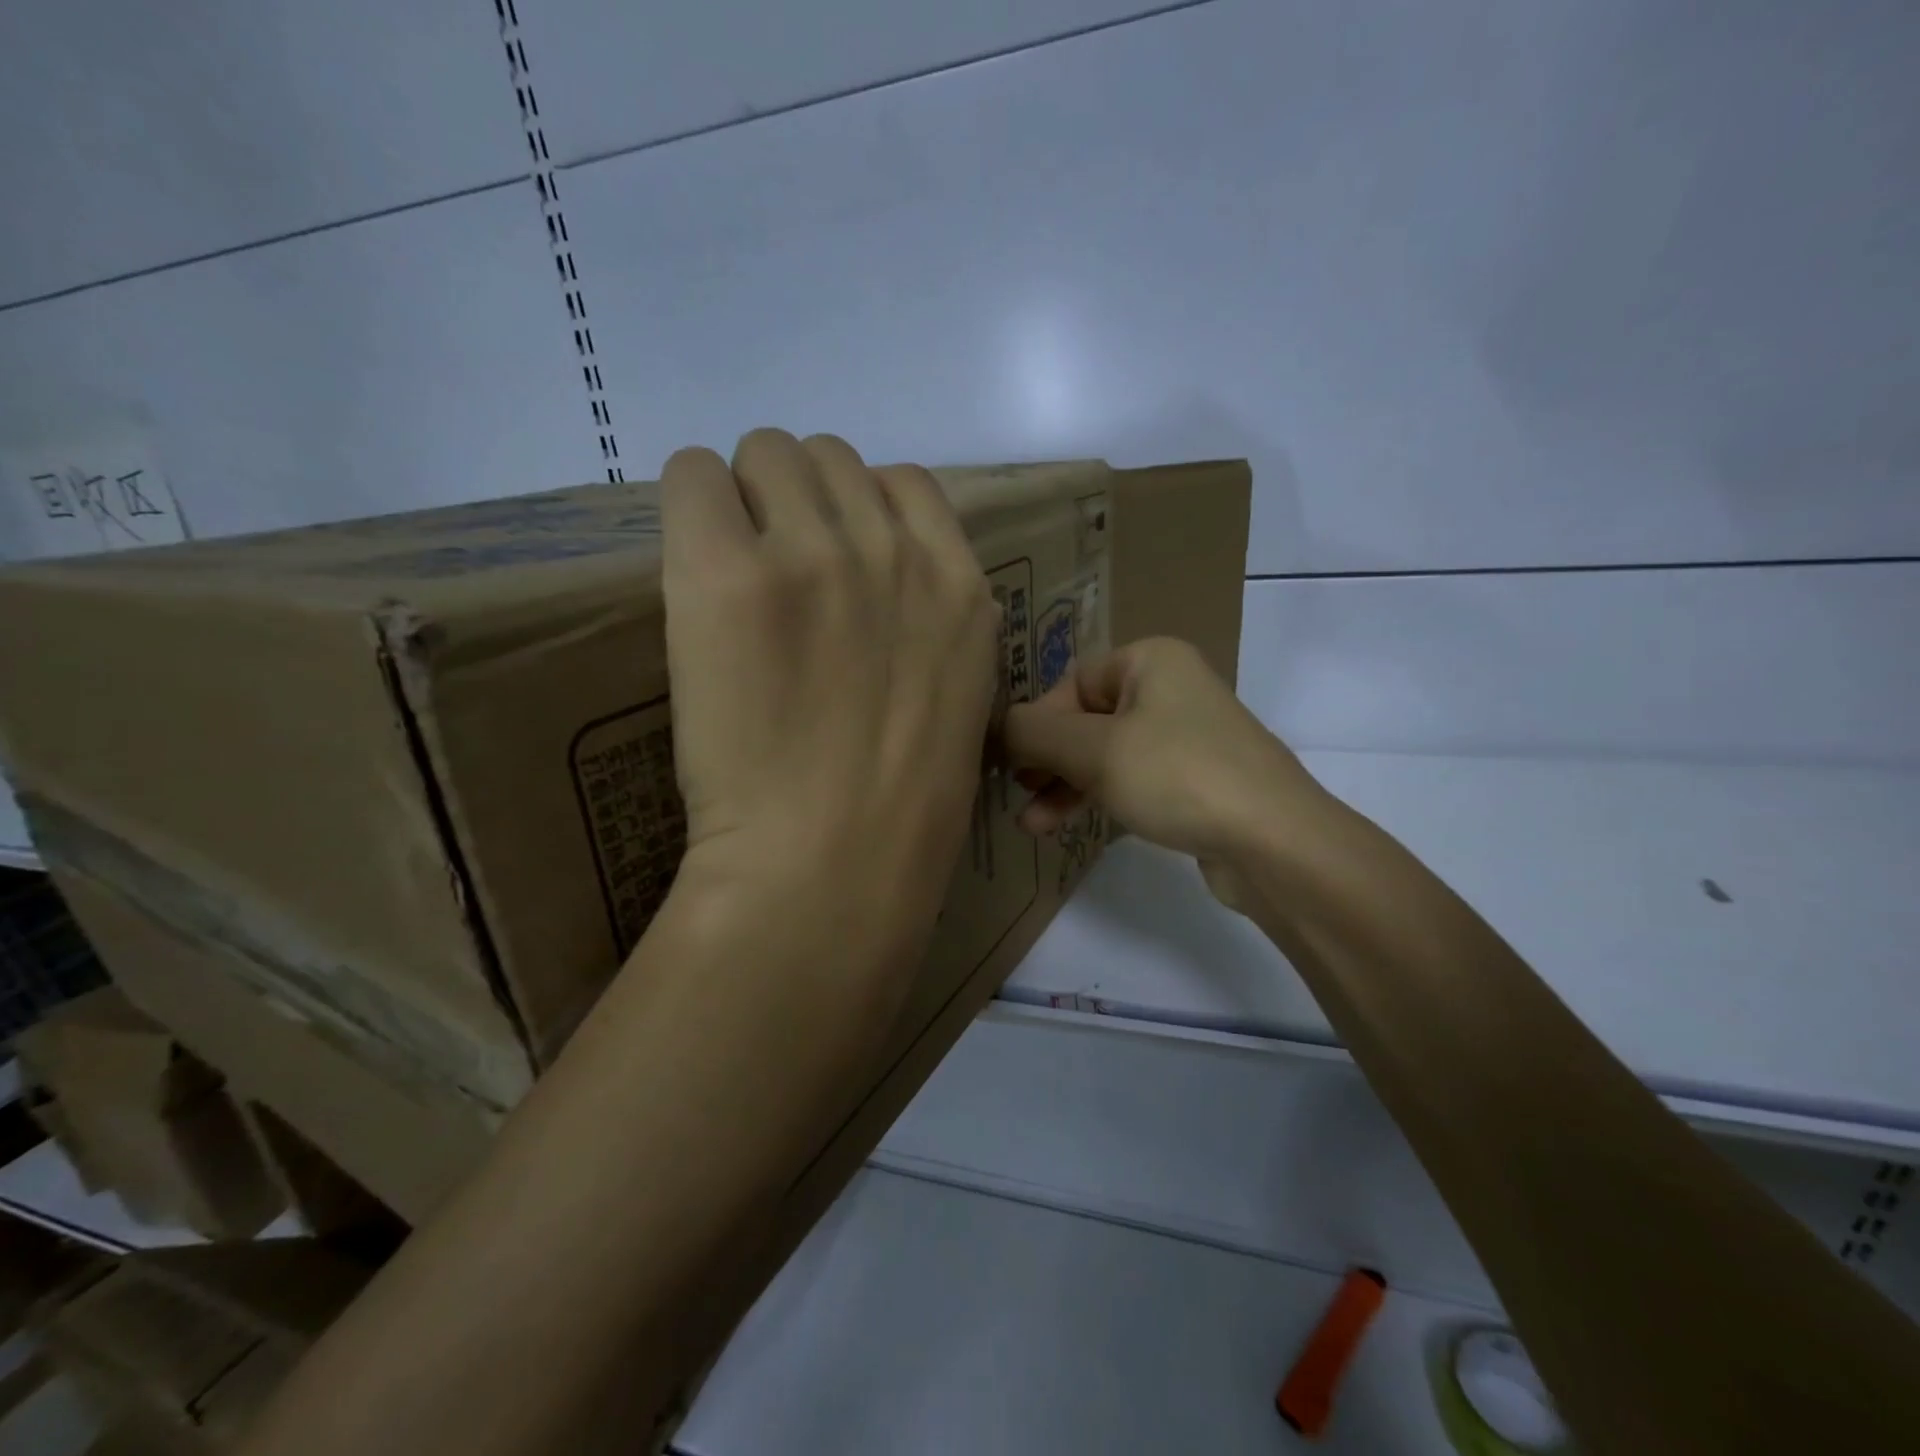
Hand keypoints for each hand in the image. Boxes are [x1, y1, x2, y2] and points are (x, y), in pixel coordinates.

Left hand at [660, 429, 997, 959]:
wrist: (833, 867)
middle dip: (798, 501)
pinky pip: (692, 476)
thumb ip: (926, 625)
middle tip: (774, 571)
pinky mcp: (729, 573)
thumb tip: (869, 586)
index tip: (832, 558)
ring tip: (731, 572)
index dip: (859, 512)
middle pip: (828, 456)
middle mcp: (893, 551)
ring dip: (745, 500)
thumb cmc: (901, 810)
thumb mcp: (952, 698)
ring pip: (765, 453)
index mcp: (960, 586)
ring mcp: (814, 554)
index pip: (904, 481)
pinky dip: (690, 509)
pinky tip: (692, 573)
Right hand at [1003, 637, 1331, 906]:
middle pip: (1087, 718)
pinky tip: (1064, 825)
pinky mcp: (1194, 779)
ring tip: (1031, 824)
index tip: (1013, 763)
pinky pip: (1132, 778)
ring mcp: (1185, 736)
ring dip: (1066, 785)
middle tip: (1017, 790)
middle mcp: (1168, 688)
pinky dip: (1098, 797)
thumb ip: (1035, 733)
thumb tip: (1000, 726)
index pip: (1071, 682)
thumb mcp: (1095, 750)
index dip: (1037, 721)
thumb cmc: (1178, 776)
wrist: (1274, 841)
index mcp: (1149, 660)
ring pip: (1106, 753)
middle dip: (1048, 758)